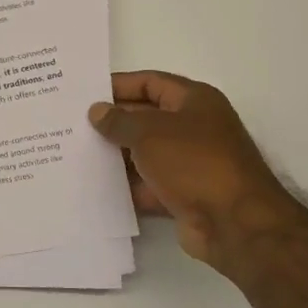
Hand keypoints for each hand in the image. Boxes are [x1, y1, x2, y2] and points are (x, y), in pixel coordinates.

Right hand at [88, 70, 307, 270]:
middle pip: (145, 117)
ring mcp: (189, 163)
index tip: (84, 92)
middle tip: (72, 124)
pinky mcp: (183, 195)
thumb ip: (119, 121)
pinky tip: (94, 187)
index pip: (150, 82)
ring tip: (74, 154)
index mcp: (194, 101)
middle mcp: (193, 128)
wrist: (235, 224)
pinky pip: (148, 185)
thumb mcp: (150, 133)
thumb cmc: (195, 162)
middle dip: (112, 122)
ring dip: (115, 155)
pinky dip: (126, 186)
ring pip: (144, 153)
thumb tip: (97, 111)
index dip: (118, 85)